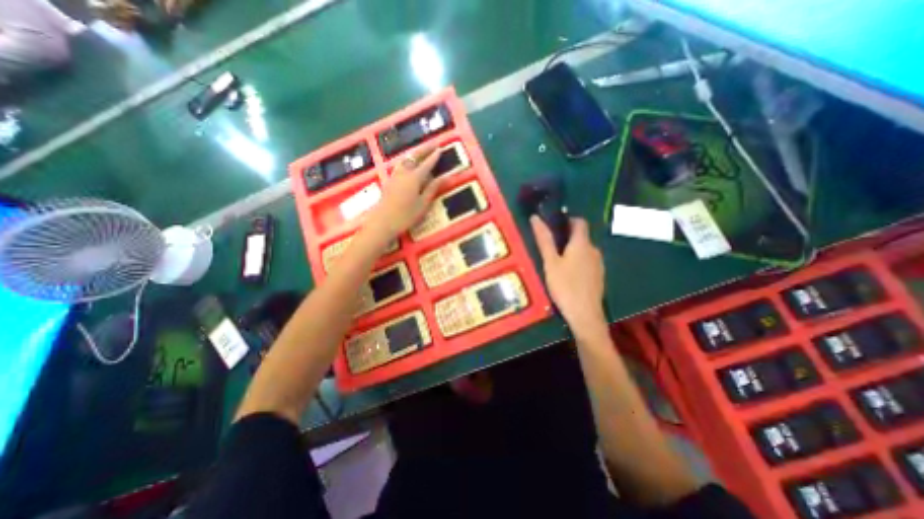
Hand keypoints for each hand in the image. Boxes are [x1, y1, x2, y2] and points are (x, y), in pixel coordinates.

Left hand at [365, 143, 442, 238]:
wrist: (382, 222)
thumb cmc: (405, 216)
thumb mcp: (423, 204)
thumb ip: (432, 189)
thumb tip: (444, 177)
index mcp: (414, 178)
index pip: (427, 164)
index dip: (434, 156)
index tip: (441, 149)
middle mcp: (404, 173)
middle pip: (415, 157)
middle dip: (425, 149)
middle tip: (434, 143)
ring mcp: (395, 176)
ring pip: (406, 159)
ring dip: (415, 154)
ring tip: (422, 151)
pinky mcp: (390, 181)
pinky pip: (400, 165)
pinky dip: (408, 160)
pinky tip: (409, 164)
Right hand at [530, 217, 612, 334]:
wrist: (585, 315)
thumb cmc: (565, 286)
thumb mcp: (550, 263)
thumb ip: (544, 240)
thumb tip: (536, 218)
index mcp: (582, 244)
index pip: (579, 222)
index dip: (567, 220)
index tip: (553, 226)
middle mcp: (594, 250)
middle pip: (581, 237)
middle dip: (566, 238)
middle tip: (549, 248)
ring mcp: (598, 264)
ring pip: (584, 251)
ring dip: (572, 251)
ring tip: (556, 263)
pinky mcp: (599, 276)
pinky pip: (587, 262)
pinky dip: (578, 262)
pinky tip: (568, 276)